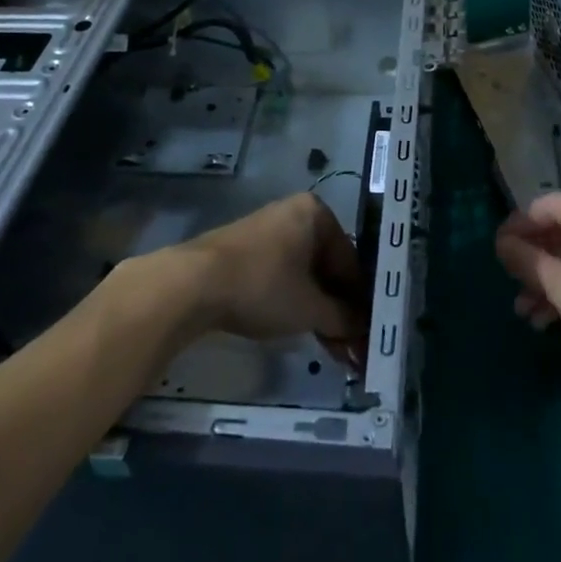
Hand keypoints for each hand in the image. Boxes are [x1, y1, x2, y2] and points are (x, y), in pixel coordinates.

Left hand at [172, 193, 365, 359]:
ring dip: (319, 309)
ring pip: (305, 273)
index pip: (350, 260)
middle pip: (327, 265)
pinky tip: (301, 328)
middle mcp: (294, 213)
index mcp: (316, 213)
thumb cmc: (263, 285)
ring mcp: (269, 229)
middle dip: (339, 308)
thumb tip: (363, 329)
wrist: (194, 283)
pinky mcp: (247, 249)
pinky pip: (283, 274)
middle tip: (350, 347)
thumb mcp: (310, 307)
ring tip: (331, 348)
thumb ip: (343, 318)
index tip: (367, 333)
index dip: (360, 300)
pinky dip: (295, 300)